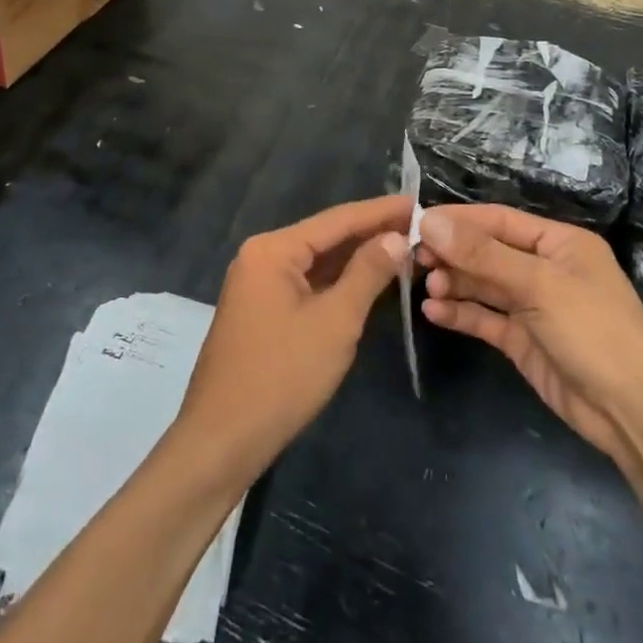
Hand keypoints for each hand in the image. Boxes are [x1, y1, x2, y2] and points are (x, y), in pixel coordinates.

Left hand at [176, 196, 412, 478]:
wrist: (223, 439)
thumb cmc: (283, 376)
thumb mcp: (335, 322)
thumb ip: (367, 273)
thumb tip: (396, 237)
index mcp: (273, 250)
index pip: (336, 219)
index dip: (380, 211)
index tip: (419, 202)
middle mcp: (261, 257)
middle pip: (325, 237)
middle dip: (370, 233)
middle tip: (419, 226)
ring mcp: (258, 285)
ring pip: (316, 262)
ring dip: (356, 257)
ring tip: (402, 246)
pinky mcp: (261, 310)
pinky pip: (306, 283)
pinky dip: (337, 281)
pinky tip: (367, 280)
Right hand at [417, 204, 642, 461]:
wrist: (632, 411)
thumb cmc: (593, 330)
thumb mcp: (538, 284)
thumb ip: (482, 254)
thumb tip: (429, 221)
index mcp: (559, 243)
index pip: (499, 221)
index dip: (459, 220)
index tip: (417, 222)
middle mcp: (545, 269)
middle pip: (488, 252)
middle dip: (453, 254)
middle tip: (414, 258)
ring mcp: (534, 306)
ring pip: (483, 285)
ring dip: (454, 283)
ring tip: (426, 287)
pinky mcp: (523, 340)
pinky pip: (485, 318)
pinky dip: (460, 312)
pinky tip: (434, 311)